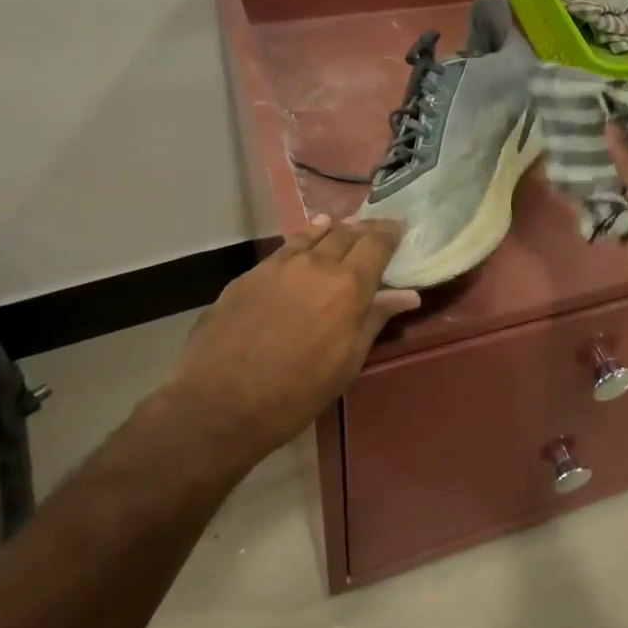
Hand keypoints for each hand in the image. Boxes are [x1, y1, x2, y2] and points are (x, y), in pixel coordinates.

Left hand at [147, 216, 419, 482]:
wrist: (220, 402)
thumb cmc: (297, 392)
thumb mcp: (348, 362)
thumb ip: (374, 319)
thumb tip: (407, 295)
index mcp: (349, 286)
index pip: (377, 244)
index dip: (390, 233)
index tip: (399, 227)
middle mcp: (317, 264)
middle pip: (347, 234)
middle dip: (364, 229)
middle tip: (375, 229)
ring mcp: (280, 265)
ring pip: (314, 234)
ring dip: (334, 230)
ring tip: (343, 226)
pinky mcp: (251, 274)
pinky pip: (286, 247)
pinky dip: (304, 238)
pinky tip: (307, 238)